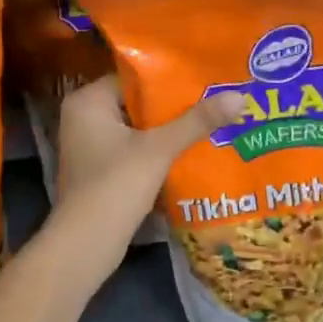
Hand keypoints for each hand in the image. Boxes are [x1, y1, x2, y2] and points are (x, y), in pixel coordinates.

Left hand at [54, 76, 243, 260]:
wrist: (86, 244)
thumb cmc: (116, 186)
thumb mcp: (159, 149)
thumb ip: (197, 122)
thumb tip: (239, 96)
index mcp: (88, 101)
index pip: (133, 77)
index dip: (169, 78)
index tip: (203, 78)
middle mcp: (83, 118)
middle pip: (137, 103)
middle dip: (174, 107)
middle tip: (214, 99)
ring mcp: (89, 147)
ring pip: (137, 129)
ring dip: (168, 131)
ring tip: (210, 122)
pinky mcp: (99, 171)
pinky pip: (133, 151)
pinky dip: (157, 152)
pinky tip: (190, 152)